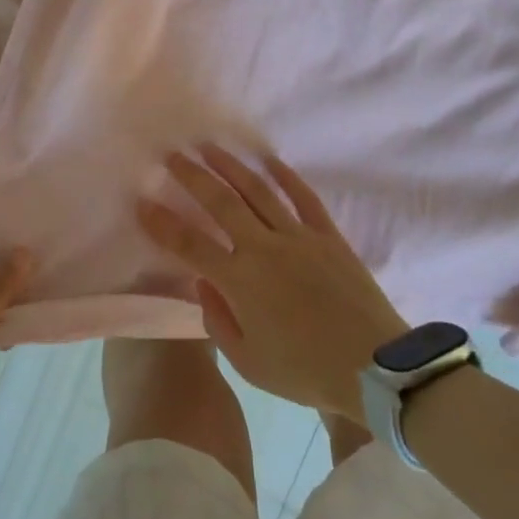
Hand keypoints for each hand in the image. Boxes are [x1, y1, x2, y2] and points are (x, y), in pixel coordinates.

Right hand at [138, 148, 407, 423]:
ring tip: (210, 148)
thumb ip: (219, 321)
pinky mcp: (328, 236)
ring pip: (258, 191)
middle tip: (172, 156)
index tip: (142, 202)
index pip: (190, 244)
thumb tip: (205, 284)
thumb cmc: (306, 371)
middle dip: (192, 176)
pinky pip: (304, 197)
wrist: (376, 368)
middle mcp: (264, 248)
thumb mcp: (250, 363)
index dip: (162, 223)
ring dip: (230, 166)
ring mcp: (299, 237)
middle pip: (221, 203)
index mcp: (241, 281)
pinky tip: (269, 159)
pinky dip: (286, 176)